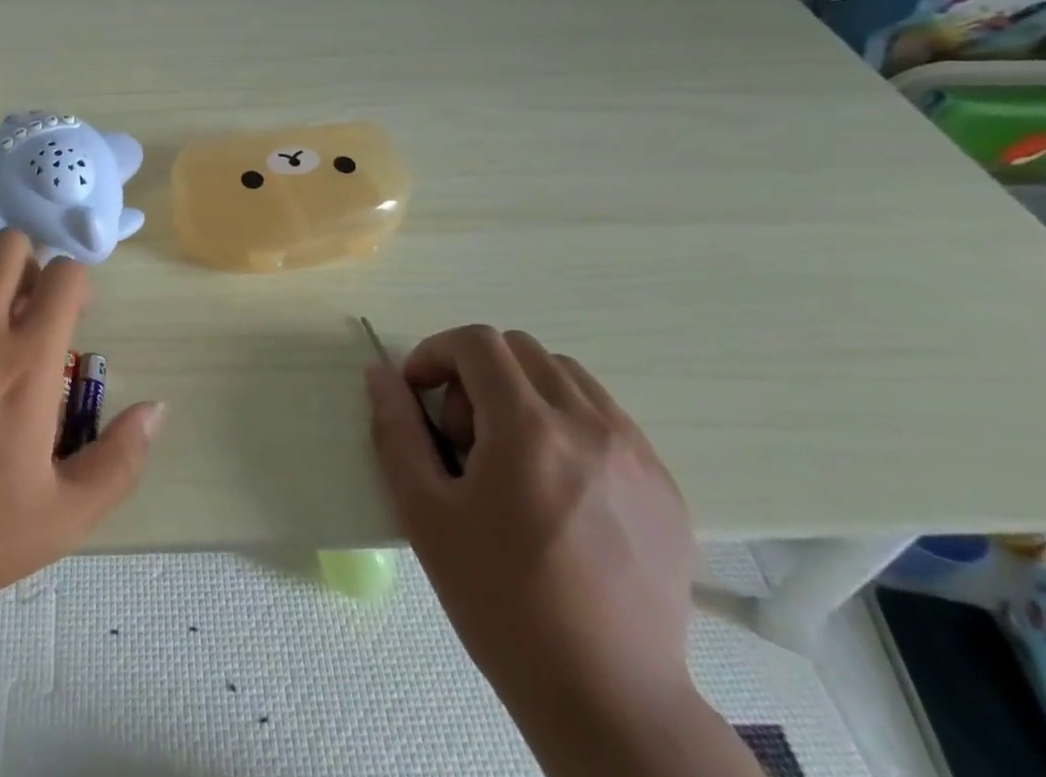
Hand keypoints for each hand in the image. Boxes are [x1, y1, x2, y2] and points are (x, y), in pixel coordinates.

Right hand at [366, 326, 695, 722]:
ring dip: (522, 392)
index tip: (418, 395)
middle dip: (476, 374)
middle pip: (520, 350)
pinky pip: (606, 417)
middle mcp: (589, 424)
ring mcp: (637, 453)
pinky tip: (555, 485)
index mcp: (529, 428)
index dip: (435, 353)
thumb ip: (396, 430)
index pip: (476, 343)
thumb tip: (381, 374)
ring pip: (565, 376)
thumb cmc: (502, 604)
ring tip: (510, 458)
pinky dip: (566, 422)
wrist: (609, 702)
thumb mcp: (425, 514)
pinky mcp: (665, 486)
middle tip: (462, 437)